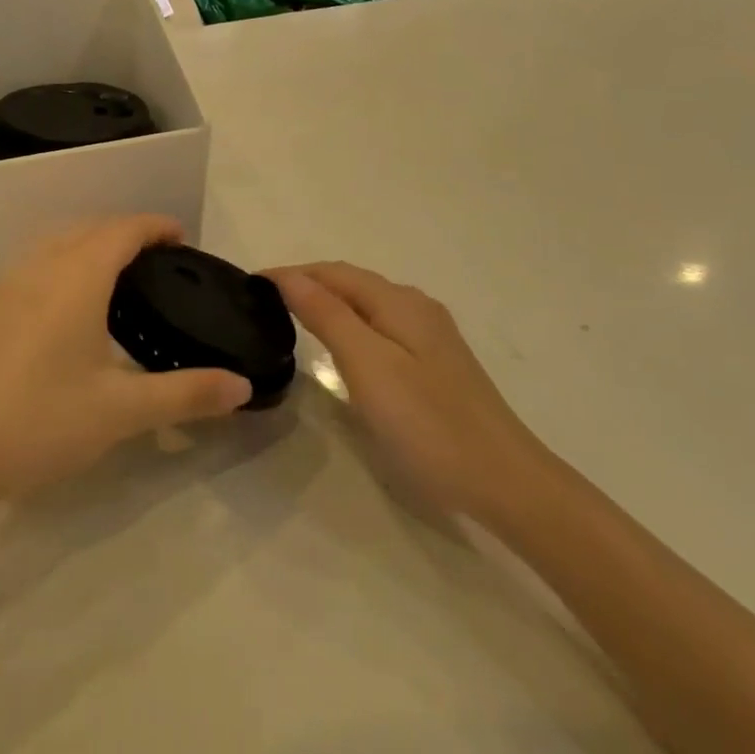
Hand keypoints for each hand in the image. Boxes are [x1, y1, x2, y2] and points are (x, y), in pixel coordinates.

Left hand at [0, 215, 252, 505]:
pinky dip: (62, 264)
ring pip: (55, 243)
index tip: (182, 238)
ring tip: (117, 277)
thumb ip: (186, 393)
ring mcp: (4, 287)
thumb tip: (242, 386)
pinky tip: (67, 308)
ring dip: (90, 244)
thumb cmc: (40, 422)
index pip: (122, 230)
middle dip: (126, 232)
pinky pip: (33, 265)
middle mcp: (38, 268)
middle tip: (158, 260)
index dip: (155, 226)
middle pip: (88, 228)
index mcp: (75, 278)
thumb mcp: (122, 411)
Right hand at [269, 262, 551, 521]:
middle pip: (352, 283)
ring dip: (329, 302)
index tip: (249, 285)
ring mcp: (431, 336)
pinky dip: (350, 324)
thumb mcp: (368, 365)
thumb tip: (289, 276)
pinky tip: (341, 346)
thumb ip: (328, 315)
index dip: (292, 273)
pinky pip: (381, 327)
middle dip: (308, 283)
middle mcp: (416, 308)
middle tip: (263, 302)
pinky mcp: (436, 364)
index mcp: (399, 302)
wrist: (505, 481)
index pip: (334, 272)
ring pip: (368, 305)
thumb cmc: (427, 423)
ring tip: (291, 318)